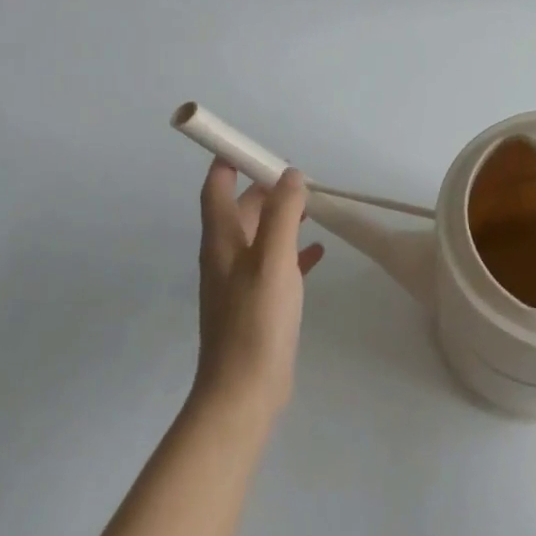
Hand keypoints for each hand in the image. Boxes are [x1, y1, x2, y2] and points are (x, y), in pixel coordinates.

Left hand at [193, 162, 324, 421]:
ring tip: (313, 207)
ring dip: (283, 217)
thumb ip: (282, 214)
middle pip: (242, 210)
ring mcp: (241, 281)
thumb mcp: (272, 261)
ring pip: (261, 235)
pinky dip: (294, 250)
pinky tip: (318, 252)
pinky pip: (276, 264)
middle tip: (299, 177)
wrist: (244, 390)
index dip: (228, 163)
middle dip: (266, 188)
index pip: (217, 189)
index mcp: (222, 241)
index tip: (252, 145)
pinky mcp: (258, 303)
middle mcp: (226, 256)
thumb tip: (290, 174)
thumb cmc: (256, 321)